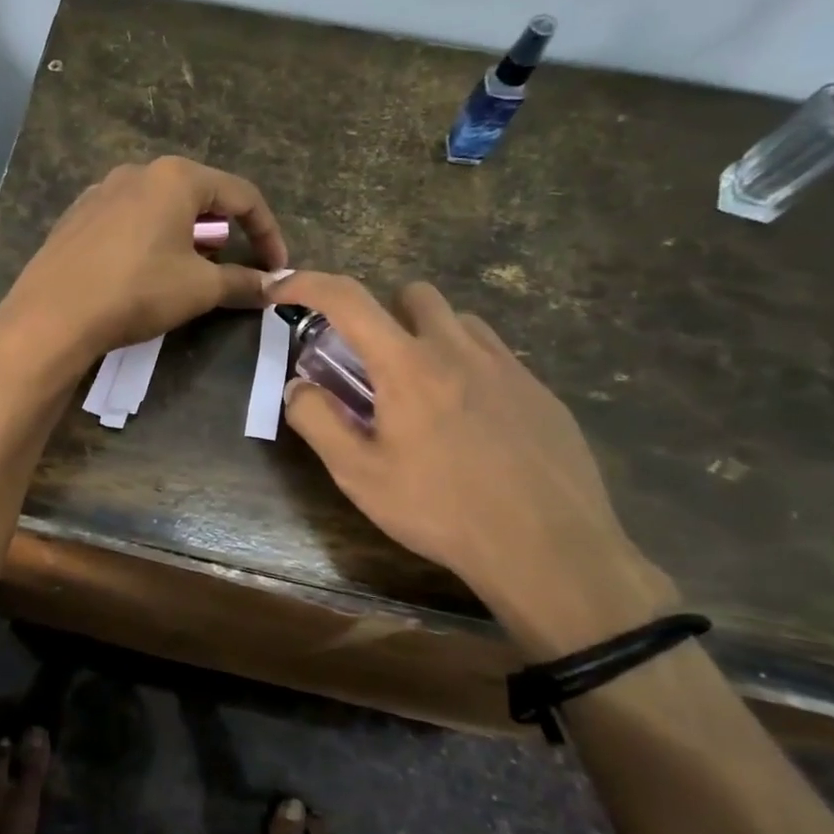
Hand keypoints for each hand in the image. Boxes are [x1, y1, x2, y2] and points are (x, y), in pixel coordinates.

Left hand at [0, 156, 287, 382]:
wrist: (53, 314)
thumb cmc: (137, 291)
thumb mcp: (200, 289)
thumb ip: (243, 282)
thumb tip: (275, 286)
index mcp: (175, 177)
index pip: (241, 195)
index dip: (266, 232)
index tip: (274, 268)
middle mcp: (137, 172)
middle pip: (198, 197)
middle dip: (222, 234)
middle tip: (228, 270)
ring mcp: (100, 191)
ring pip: (159, 208)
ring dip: (184, 237)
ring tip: (186, 273)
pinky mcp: (76, 216)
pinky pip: (127, 221)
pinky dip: (148, 240)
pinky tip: (142, 272)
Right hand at [272, 272, 676, 660]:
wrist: (549, 549)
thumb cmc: (440, 510)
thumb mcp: (359, 475)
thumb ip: (318, 421)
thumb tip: (297, 385)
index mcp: (408, 365)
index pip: (348, 299)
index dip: (308, 283)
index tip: (284, 290)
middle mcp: (459, 349)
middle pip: (413, 294)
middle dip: (382, 313)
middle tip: (372, 365)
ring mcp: (508, 367)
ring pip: (459, 322)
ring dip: (428, 337)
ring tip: (422, 392)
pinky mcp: (541, 392)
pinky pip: (495, 355)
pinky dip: (467, 367)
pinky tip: (470, 422)